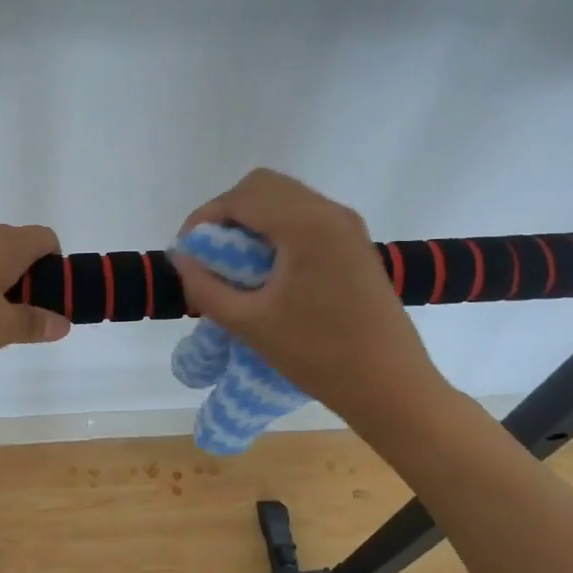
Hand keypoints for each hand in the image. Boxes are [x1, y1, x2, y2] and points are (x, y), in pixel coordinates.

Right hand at [171, 170, 450, 427]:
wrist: (391, 386)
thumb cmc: (318, 355)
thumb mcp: (250, 323)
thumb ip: (206, 286)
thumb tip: (181, 257)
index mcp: (306, 225)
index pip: (241, 197)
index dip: (204, 218)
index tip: (187, 252)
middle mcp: (329, 212)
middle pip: (264, 186)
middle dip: (228, 213)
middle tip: (209, 254)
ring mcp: (347, 226)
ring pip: (286, 199)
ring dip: (253, 219)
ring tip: (234, 264)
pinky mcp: (356, 244)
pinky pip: (306, 217)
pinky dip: (277, 229)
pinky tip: (267, 270)